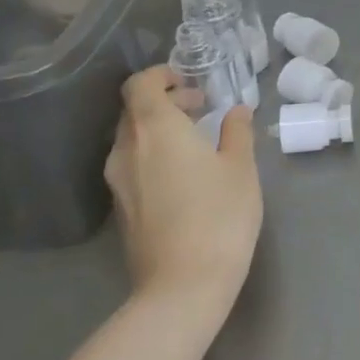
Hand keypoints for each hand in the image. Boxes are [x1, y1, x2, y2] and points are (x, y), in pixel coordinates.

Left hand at [104, 65, 262, 326]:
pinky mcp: (121, 208)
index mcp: (156, 129)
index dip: (161, 76)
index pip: (140, 85)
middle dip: (166, 102)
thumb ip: (236, 132)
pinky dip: (154, 156)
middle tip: (202, 109)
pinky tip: (184, 175)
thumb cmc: (219, 214)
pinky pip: (132, 165)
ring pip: (132, 139)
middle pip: (134, 111)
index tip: (189, 82)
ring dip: (160, 130)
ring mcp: (118, 181)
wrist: (183, 283)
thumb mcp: (241, 167)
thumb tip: (236, 111)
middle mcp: (127, 149)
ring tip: (196, 142)